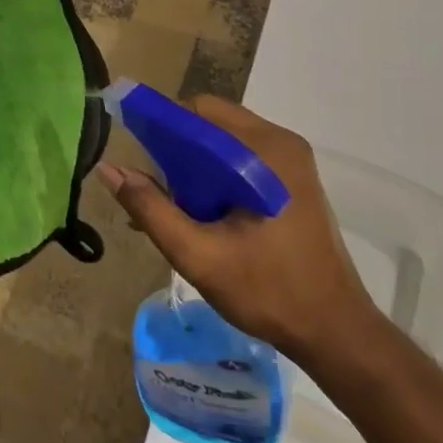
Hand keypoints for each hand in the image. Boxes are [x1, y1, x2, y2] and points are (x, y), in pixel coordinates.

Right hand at [96, 95, 380, 362]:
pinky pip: (240, 159)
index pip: (198, 110)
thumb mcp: (197, 254)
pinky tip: (199, 211)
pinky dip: (213, 175)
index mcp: (265, 151)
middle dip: (175, 148)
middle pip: (210, 122)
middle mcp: (281, 143)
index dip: (160, 123)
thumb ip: (150, 208)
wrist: (334, 331)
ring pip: (223, 141)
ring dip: (192, 163)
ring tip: (173, 204)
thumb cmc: (267, 291)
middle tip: (154, 187)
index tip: (133, 147)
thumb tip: (109, 169)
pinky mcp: (291, 180)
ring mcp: (290, 161)